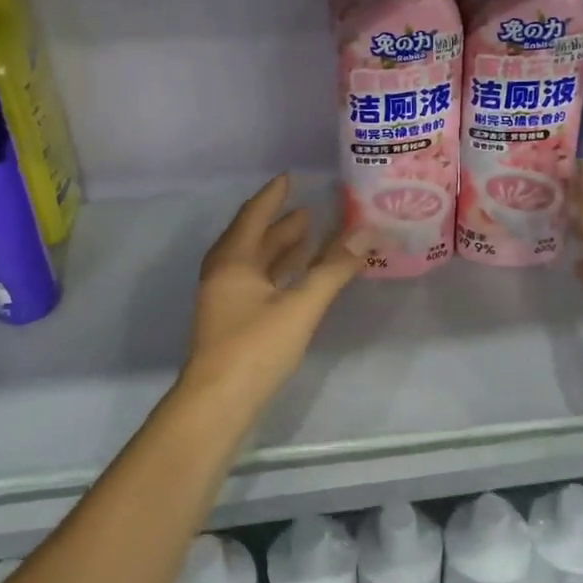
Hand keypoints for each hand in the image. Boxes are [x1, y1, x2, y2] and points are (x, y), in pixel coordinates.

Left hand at [184, 176, 363, 399]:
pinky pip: (256, 282)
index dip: (273, 195)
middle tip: (311, 209)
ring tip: (309, 235)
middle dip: (281, 223)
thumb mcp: (300, 305)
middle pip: (253, 238)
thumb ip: (333, 269)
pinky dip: (278, 272)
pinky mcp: (231, 322)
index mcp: (233, 260)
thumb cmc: (255, 348)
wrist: (216, 405)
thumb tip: (366, 232)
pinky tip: (297, 278)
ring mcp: (224, 299)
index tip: (291, 177)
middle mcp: (224, 273)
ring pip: (255, 262)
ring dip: (280, 248)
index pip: (254, 215)